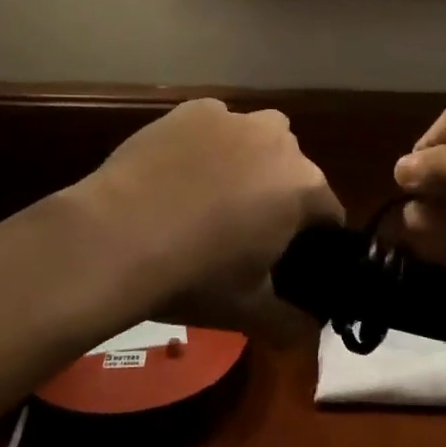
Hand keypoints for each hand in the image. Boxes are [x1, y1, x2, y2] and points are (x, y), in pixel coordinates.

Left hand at [76, 99, 342, 341]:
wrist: (116, 236)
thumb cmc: (194, 275)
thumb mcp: (249, 311)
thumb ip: (291, 325)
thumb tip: (310, 337)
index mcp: (304, 187)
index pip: (329, 213)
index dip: (312, 240)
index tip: (285, 259)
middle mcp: (279, 140)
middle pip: (293, 171)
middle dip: (278, 195)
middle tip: (242, 232)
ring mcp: (235, 119)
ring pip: (256, 140)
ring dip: (247, 162)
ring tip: (208, 197)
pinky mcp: (194, 109)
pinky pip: (215, 125)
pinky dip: (207, 144)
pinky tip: (178, 173)